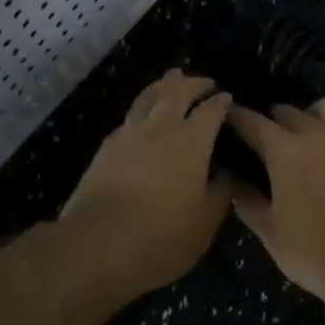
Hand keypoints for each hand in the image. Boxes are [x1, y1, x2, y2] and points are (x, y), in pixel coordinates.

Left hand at [58, 70, 233, 300]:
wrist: (97, 245)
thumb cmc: (163, 235)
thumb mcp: (206, 221)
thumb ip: (220, 191)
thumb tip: (226, 172)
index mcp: (192, 141)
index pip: (211, 111)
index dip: (221, 102)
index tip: (227, 97)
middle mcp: (161, 128)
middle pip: (177, 92)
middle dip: (193, 83)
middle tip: (204, 81)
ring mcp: (129, 135)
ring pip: (147, 98)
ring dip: (162, 85)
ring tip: (170, 79)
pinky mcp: (105, 149)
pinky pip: (128, 119)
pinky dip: (141, 110)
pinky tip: (141, 119)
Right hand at [226, 99, 324, 309]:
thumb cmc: (314, 250)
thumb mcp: (271, 234)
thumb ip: (249, 203)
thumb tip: (235, 183)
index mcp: (284, 150)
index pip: (253, 122)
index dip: (237, 117)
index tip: (227, 116)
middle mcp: (314, 134)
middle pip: (287, 111)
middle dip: (271, 118)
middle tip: (263, 135)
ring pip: (323, 108)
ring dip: (307, 115)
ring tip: (303, 136)